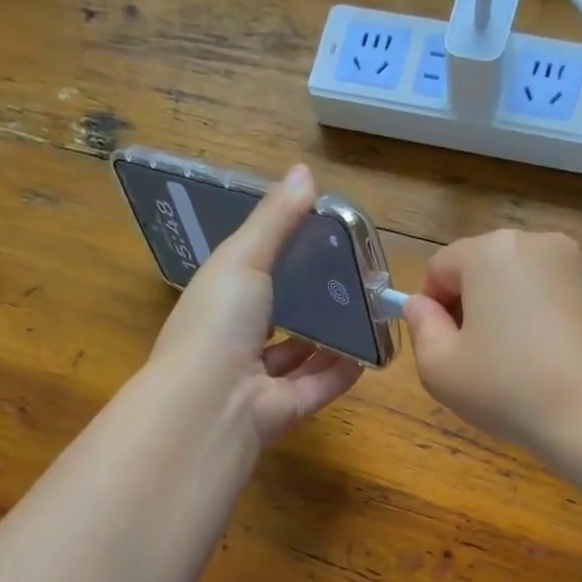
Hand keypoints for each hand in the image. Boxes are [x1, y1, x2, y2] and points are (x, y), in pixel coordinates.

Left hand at [147, 164, 361, 447]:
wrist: (211, 403)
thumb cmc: (218, 322)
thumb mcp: (242, 258)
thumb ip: (275, 220)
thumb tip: (305, 171)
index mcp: (217, 306)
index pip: (248, 281)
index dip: (277, 262)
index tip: (315, 242)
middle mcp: (235, 345)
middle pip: (278, 321)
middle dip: (309, 304)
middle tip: (350, 280)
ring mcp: (260, 382)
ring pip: (300, 357)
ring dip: (329, 339)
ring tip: (365, 312)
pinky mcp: (287, 410)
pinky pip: (320, 386)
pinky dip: (343, 371)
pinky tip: (370, 351)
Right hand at [403, 229, 581, 462]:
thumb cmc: (507, 388)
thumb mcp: (440, 368)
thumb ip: (420, 327)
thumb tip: (420, 305)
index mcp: (490, 251)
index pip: (439, 267)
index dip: (430, 308)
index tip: (441, 348)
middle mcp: (533, 242)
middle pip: (478, 269)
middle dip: (466, 307)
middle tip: (471, 361)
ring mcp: (571, 263)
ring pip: (512, 282)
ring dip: (499, 314)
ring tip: (507, 364)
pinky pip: (544, 296)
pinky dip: (531, 320)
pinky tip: (538, 361)